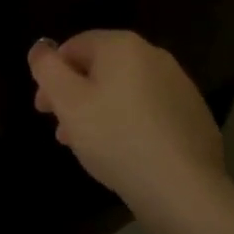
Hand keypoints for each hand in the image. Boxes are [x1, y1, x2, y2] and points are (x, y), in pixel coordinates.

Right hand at [27, 30, 227, 220]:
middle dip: (76, 97)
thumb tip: (40, 48)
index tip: (43, 110)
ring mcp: (179, 85)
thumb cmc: (116, 138)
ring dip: (100, 112)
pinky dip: (130, 124)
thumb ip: (47, 69)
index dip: (52, 75)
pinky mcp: (193, 114)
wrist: (184, 188)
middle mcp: (154, 55)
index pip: (74, 46)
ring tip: (88, 149)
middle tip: (62, 133)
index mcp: (123, 45)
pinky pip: (150, 111)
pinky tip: (124, 154)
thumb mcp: (68, 103)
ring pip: (125, 92)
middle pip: (101, 69)